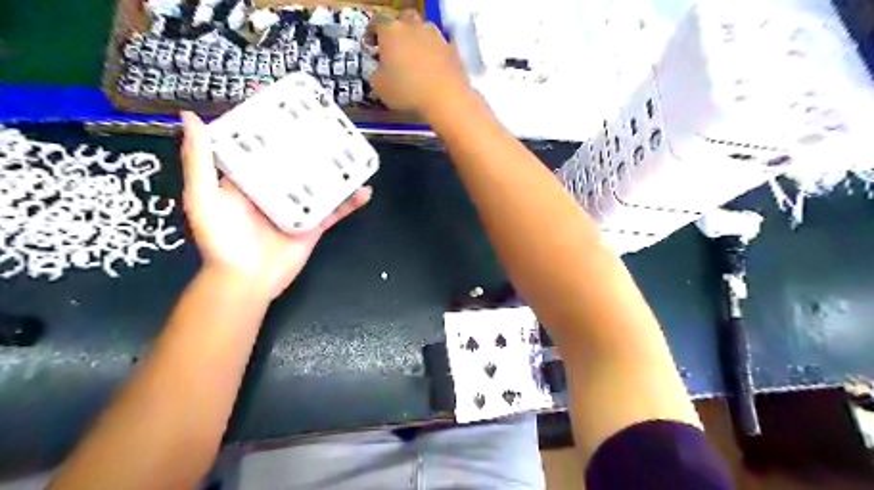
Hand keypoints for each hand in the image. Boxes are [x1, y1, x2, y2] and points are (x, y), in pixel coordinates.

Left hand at [179, 113, 368, 299]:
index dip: (270, 123)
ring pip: (320, 181)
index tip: (283, 99)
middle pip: (296, 160)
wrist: (246, 281)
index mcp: (248, 178)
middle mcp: (275, 188)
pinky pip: (335, 210)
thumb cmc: (222, 240)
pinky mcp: (314, 224)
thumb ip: (199, 160)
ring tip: (352, 150)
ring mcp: (297, 206)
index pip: (261, 144)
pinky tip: (365, 189)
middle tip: (328, 121)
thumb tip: (192, 117)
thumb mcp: (203, 197)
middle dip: (310, 141)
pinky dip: (351, 202)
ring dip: (336, 168)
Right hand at [372, 10, 475, 116]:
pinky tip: (434, 70)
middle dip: (398, 31)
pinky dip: (435, 55)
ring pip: (424, 30)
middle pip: (404, 20)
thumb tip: (381, 72)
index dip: (372, 33)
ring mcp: (436, 35)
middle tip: (396, 49)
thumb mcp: (380, 88)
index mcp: (391, 31)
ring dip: (418, 41)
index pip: (377, 22)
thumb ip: (377, 74)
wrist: (446, 98)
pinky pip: (440, 47)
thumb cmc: (407, 92)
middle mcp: (413, 26)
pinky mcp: (452, 49)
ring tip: (416, 60)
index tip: (371, 45)